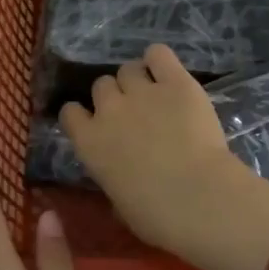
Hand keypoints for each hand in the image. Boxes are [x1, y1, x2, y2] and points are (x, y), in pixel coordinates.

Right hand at [60, 45, 268, 269]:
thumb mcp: (119, 203)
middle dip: (115, 96)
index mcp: (89, 143)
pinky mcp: (176, 82)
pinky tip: (168, 73)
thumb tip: (118, 176)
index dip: (84, 115)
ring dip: (138, 79)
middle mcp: (109, 110)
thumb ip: (112, 178)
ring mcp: (142, 92)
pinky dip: (160, 60)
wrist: (198, 198)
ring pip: (129, 68)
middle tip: (135, 113)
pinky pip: (159, 54)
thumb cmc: (156, 216)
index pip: (70, 112)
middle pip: (101, 85)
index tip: (97, 124)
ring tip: (155, 93)